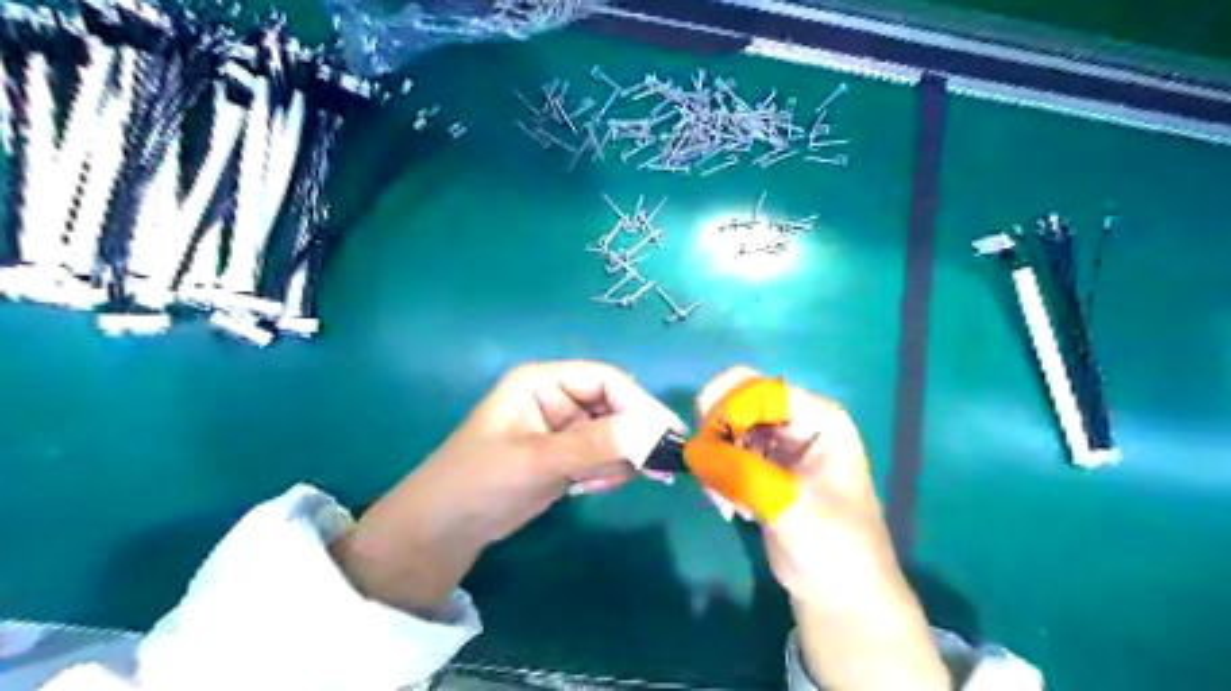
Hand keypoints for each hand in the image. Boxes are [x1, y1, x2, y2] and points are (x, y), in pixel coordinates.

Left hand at [333, 364, 682, 618]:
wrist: (443, 530)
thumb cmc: (481, 482)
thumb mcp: (538, 461)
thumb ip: (596, 445)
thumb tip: (652, 432)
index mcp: (543, 381)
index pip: (606, 380)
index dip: (639, 403)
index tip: (668, 436)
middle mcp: (556, 398)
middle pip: (614, 405)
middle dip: (633, 435)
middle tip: (657, 469)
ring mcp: (561, 429)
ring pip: (613, 433)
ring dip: (618, 457)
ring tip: (597, 484)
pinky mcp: (564, 456)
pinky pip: (602, 455)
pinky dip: (605, 471)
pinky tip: (586, 489)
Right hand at [698, 367, 944, 690]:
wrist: (840, 592)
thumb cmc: (833, 545)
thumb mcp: (789, 505)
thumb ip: (741, 472)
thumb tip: (693, 451)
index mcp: (816, 417)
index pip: (758, 389)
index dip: (725, 407)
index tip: (705, 443)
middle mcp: (795, 421)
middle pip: (736, 400)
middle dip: (715, 434)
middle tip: (708, 471)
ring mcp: (777, 444)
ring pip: (725, 428)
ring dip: (714, 459)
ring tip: (725, 502)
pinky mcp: (760, 466)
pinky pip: (724, 453)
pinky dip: (716, 475)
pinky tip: (731, 508)